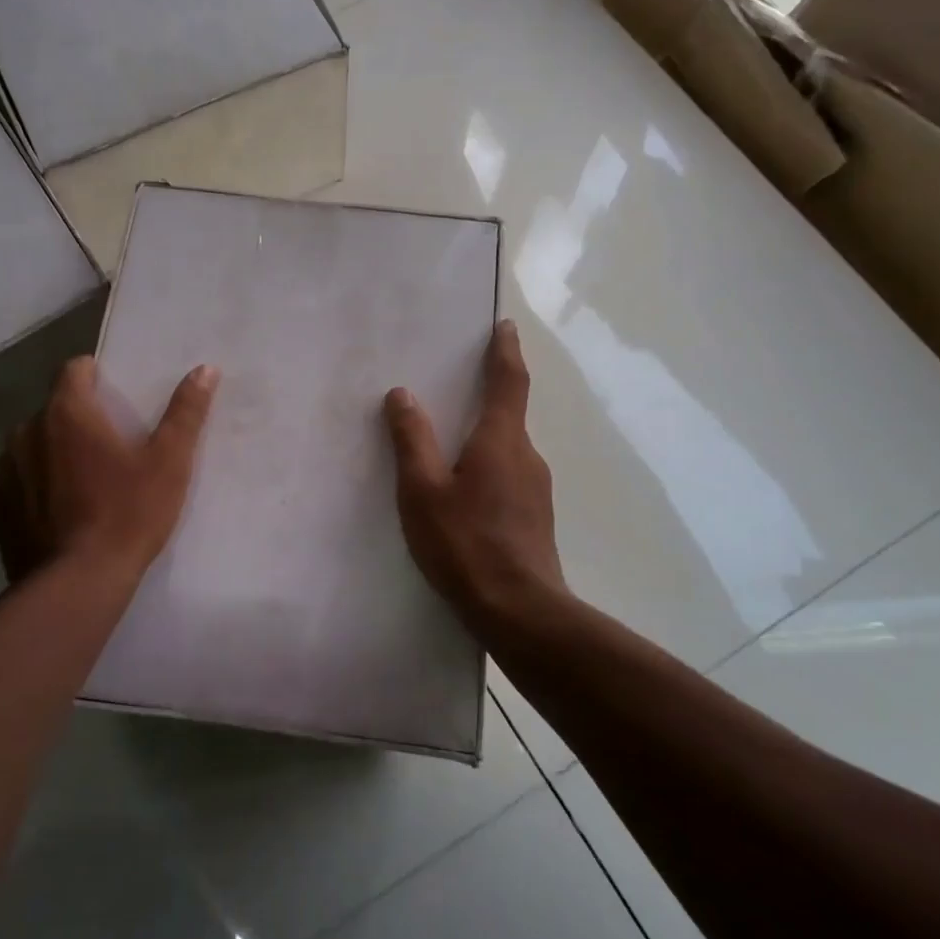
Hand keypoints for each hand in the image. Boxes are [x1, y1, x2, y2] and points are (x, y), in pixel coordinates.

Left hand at [0, 357, 217, 586]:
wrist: (77, 585)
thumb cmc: (128, 514)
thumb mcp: (169, 462)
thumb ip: (185, 412)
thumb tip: (205, 369)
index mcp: (67, 413)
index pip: (74, 369)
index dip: (96, 375)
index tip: (116, 395)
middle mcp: (26, 431)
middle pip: (55, 408)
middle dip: (79, 418)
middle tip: (111, 446)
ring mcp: (6, 470)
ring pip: (33, 444)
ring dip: (54, 450)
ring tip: (85, 480)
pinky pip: (20, 479)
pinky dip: (38, 483)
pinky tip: (62, 510)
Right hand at [384, 320, 564, 626]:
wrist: (520, 611)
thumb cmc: (465, 544)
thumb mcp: (423, 491)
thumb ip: (412, 441)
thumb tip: (402, 395)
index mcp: (501, 441)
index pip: (509, 382)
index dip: (506, 351)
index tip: (505, 327)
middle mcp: (527, 456)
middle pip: (509, 415)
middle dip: (489, 396)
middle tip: (459, 388)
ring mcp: (537, 489)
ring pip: (508, 449)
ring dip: (486, 438)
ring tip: (453, 448)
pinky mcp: (536, 517)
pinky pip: (510, 476)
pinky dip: (490, 467)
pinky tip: (467, 494)